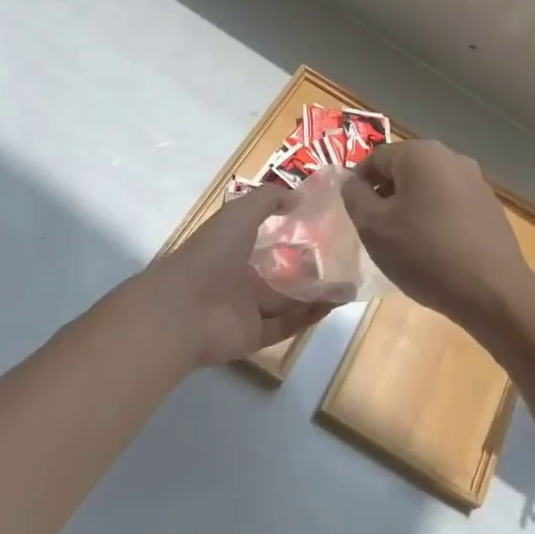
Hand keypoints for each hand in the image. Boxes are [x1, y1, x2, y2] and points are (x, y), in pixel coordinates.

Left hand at [137, 185, 341, 368]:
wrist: (185, 308)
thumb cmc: (212, 253)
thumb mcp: (241, 212)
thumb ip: (269, 200)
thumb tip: (299, 197)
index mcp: (232, 247)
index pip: (265, 239)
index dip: (290, 233)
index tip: (323, 227)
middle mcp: (240, 277)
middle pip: (280, 273)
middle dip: (309, 268)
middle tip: (343, 260)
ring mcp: (246, 309)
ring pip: (288, 301)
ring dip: (317, 294)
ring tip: (349, 283)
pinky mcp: (255, 336)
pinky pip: (288, 324)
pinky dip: (310, 316)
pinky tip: (335, 303)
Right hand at [341, 141, 534, 327]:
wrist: (492, 291)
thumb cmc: (424, 253)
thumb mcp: (373, 226)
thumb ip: (354, 196)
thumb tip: (353, 182)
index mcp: (421, 153)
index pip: (375, 158)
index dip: (359, 185)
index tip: (357, 216)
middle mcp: (451, 157)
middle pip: (404, 170)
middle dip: (387, 196)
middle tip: (379, 231)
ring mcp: (476, 181)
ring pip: (428, 188)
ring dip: (412, 208)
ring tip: (407, 244)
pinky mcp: (490, 206)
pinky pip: (451, 205)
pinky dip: (436, 219)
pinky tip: (436, 250)